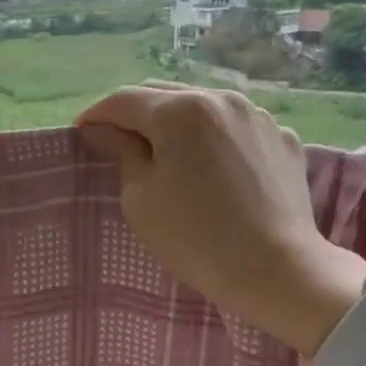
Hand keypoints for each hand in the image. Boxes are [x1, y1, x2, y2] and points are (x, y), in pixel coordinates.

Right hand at [76, 83, 365, 356]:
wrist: (278, 270)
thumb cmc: (196, 238)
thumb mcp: (141, 198)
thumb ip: (121, 152)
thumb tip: (103, 130)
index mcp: (180, 111)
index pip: (123, 100)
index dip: (96, 116)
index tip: (82, 134)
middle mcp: (221, 99)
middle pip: (164, 95)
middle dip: (136, 115)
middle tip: (118, 143)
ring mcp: (258, 116)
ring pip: (203, 107)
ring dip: (178, 123)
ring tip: (168, 153)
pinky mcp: (283, 139)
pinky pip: (236, 129)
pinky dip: (215, 139)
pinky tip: (213, 168)